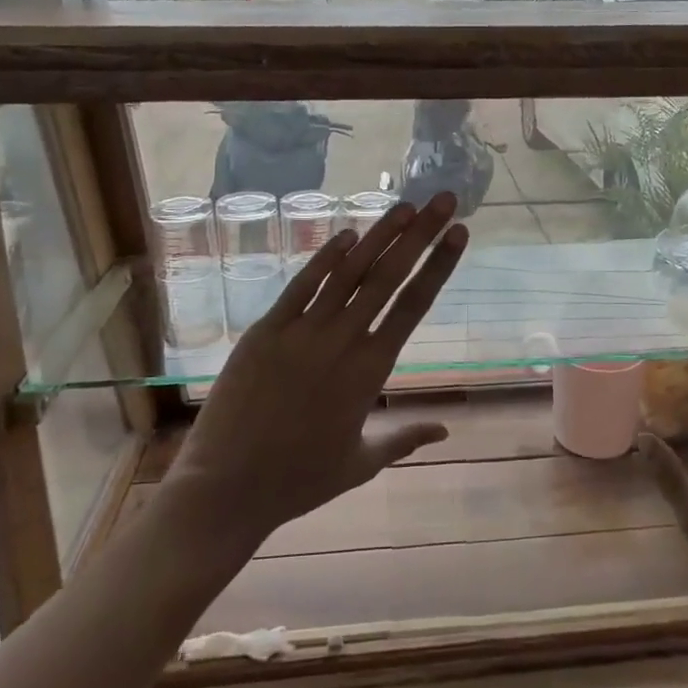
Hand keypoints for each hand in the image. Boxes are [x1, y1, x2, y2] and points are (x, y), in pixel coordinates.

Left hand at [160, 193, 468, 551]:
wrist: (228, 488)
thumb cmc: (300, 481)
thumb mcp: (361, 463)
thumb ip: (405, 439)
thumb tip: (446, 431)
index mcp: (371, 372)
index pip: (414, 306)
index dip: (439, 265)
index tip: (459, 233)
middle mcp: (342, 341)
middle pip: (388, 277)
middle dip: (420, 234)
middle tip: (443, 200)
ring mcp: (301, 332)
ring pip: (347, 273)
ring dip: (378, 235)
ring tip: (404, 206)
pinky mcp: (265, 331)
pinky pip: (300, 286)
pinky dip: (324, 258)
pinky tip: (346, 234)